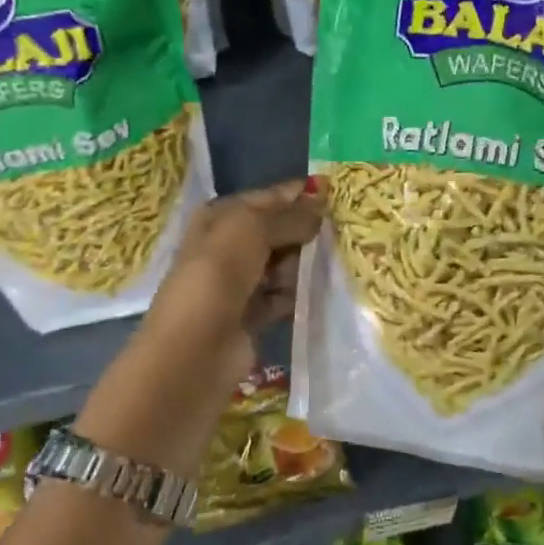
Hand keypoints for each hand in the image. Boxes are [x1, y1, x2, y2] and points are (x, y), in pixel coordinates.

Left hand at [77, 179, 324, 477]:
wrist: (194, 351)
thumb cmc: (216, 278)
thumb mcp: (250, 230)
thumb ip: (288, 217)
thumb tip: (320, 209)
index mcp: (220, 218)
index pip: (267, 198)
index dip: (301, 194)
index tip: (342, 193)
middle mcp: (228, 247)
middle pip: (278, 231)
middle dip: (308, 230)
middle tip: (349, 231)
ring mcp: (239, 283)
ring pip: (283, 265)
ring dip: (307, 263)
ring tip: (342, 260)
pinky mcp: (252, 316)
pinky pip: (284, 296)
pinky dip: (301, 294)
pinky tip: (327, 291)